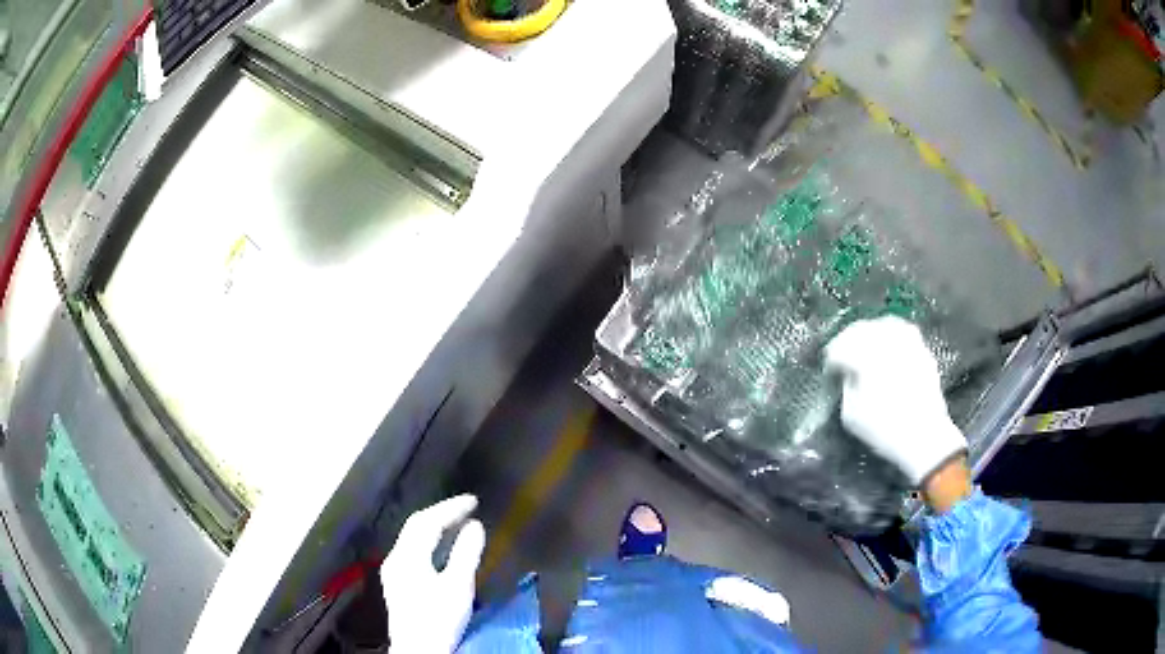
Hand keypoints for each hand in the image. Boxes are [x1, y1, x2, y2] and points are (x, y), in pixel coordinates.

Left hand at [381, 495, 485, 652]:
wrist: (418, 650)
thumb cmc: (439, 618)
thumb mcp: (458, 586)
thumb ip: (465, 554)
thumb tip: (475, 526)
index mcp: (408, 555)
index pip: (427, 521)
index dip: (450, 508)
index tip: (473, 500)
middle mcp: (395, 558)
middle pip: (416, 527)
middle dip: (441, 514)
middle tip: (466, 508)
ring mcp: (393, 571)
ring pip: (413, 539)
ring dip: (434, 527)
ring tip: (456, 523)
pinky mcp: (397, 584)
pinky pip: (412, 551)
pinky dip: (429, 542)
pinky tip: (440, 549)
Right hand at [824, 316, 966, 486]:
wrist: (925, 437)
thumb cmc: (884, 430)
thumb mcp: (851, 415)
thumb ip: (846, 387)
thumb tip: (848, 374)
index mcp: (864, 357)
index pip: (839, 347)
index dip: (831, 360)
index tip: (829, 373)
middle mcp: (886, 342)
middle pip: (859, 330)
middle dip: (848, 342)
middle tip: (842, 358)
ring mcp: (907, 343)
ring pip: (882, 325)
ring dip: (870, 334)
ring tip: (864, 350)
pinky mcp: (921, 350)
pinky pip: (903, 332)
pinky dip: (891, 336)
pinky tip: (887, 350)